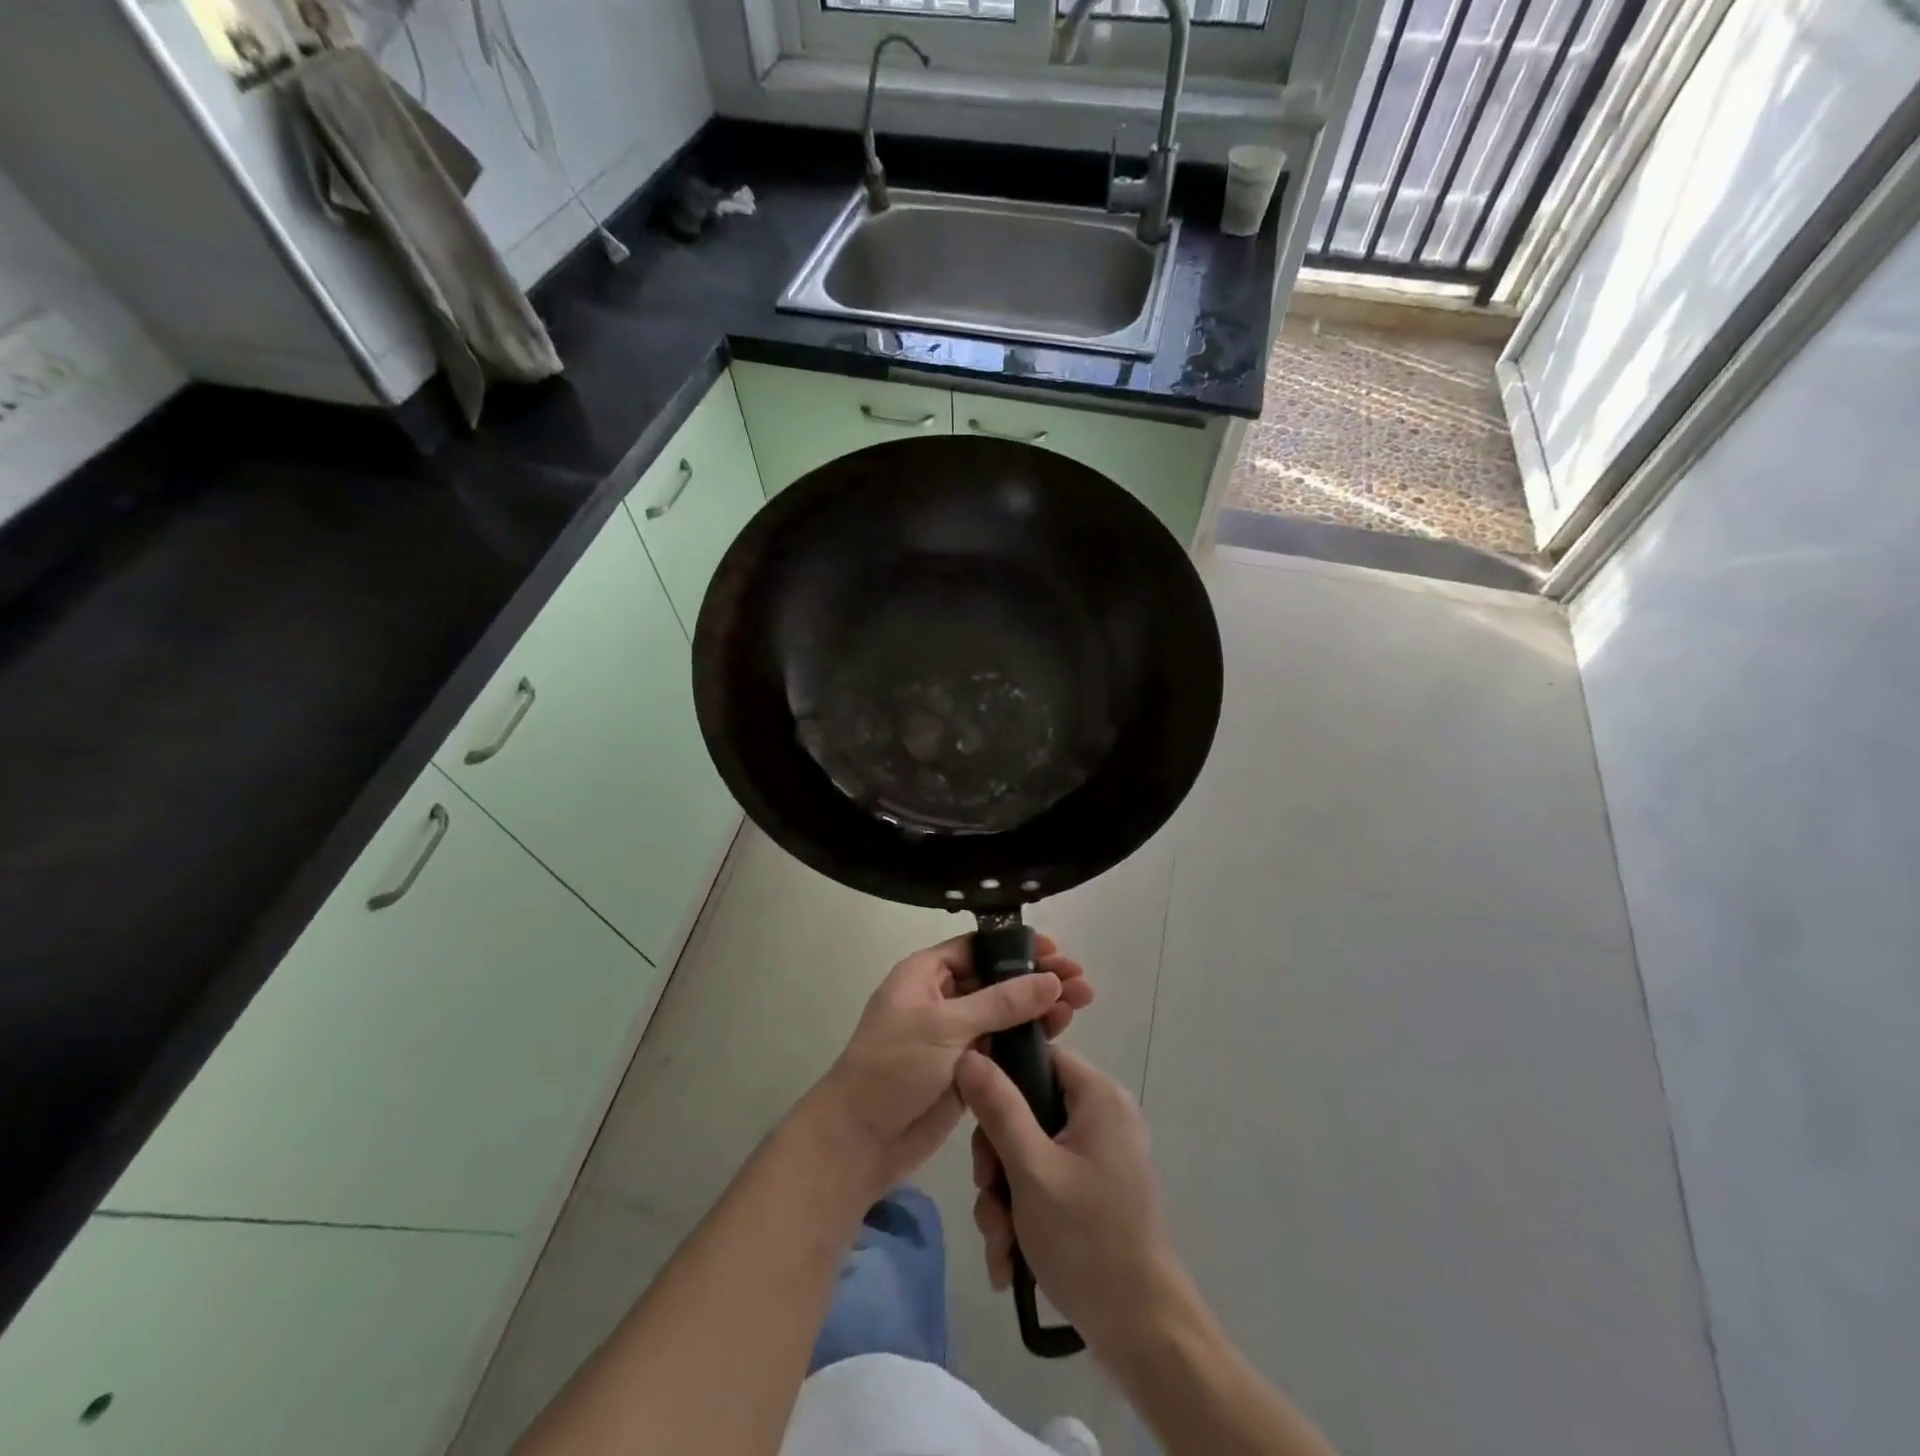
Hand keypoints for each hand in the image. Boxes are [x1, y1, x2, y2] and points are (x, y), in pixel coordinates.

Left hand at [809, 933, 1092, 1202]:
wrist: (860, 1139)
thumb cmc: (895, 1066)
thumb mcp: (946, 1026)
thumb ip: (1001, 1003)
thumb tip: (1050, 979)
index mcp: (925, 974)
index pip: (977, 948)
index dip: (1015, 947)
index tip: (1055, 950)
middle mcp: (942, 998)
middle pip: (997, 979)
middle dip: (1037, 977)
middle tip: (1081, 981)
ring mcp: (955, 1036)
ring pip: (1004, 1013)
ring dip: (1039, 1007)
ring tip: (1082, 1004)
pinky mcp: (967, 1069)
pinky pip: (1002, 1045)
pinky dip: (1029, 1039)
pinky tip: (1060, 1033)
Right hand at [957, 1044, 1180, 1357]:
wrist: (1143, 1333)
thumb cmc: (1088, 1239)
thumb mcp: (1031, 1170)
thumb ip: (998, 1108)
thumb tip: (968, 1055)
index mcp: (1098, 1097)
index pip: (1039, 1057)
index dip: (999, 1078)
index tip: (971, 1114)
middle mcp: (1102, 1118)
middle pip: (1027, 1111)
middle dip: (997, 1161)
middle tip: (988, 1193)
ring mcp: (1098, 1158)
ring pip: (1028, 1154)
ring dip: (1004, 1198)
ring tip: (1000, 1241)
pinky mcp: (1092, 1193)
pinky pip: (1044, 1184)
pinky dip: (1023, 1216)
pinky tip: (1008, 1260)